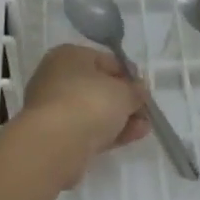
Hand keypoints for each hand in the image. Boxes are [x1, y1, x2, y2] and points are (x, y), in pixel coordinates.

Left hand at [16, 44, 150, 185]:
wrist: (55, 143)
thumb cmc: (90, 102)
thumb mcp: (123, 92)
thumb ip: (135, 91)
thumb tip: (138, 92)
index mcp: (68, 56)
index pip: (106, 60)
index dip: (129, 75)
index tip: (145, 90)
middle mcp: (56, 78)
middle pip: (98, 88)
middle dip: (124, 100)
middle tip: (145, 111)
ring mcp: (54, 108)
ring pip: (94, 111)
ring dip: (120, 118)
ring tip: (144, 128)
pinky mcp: (56, 135)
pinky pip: (88, 129)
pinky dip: (109, 132)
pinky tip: (132, 137)